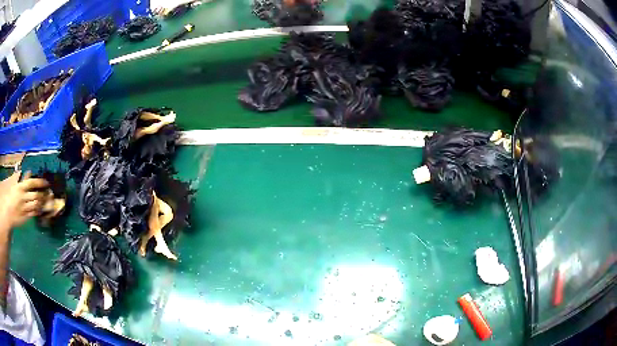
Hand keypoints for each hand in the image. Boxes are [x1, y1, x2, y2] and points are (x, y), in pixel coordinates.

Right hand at [0, 171, 48, 228]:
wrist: (8, 213)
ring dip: (42, 203)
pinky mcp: (26, 217)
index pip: (32, 183)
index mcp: (21, 188)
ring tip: (46, 200)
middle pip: (36, 195)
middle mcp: (23, 198)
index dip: (40, 182)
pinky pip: (34, 214)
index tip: (46, 182)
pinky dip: (38, 211)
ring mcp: (25, 208)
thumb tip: (30, 172)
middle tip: (48, 193)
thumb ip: (23, 180)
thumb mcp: (16, 186)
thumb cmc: (12, 197)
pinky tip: (41, 208)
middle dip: (43, 194)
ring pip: (36, 205)